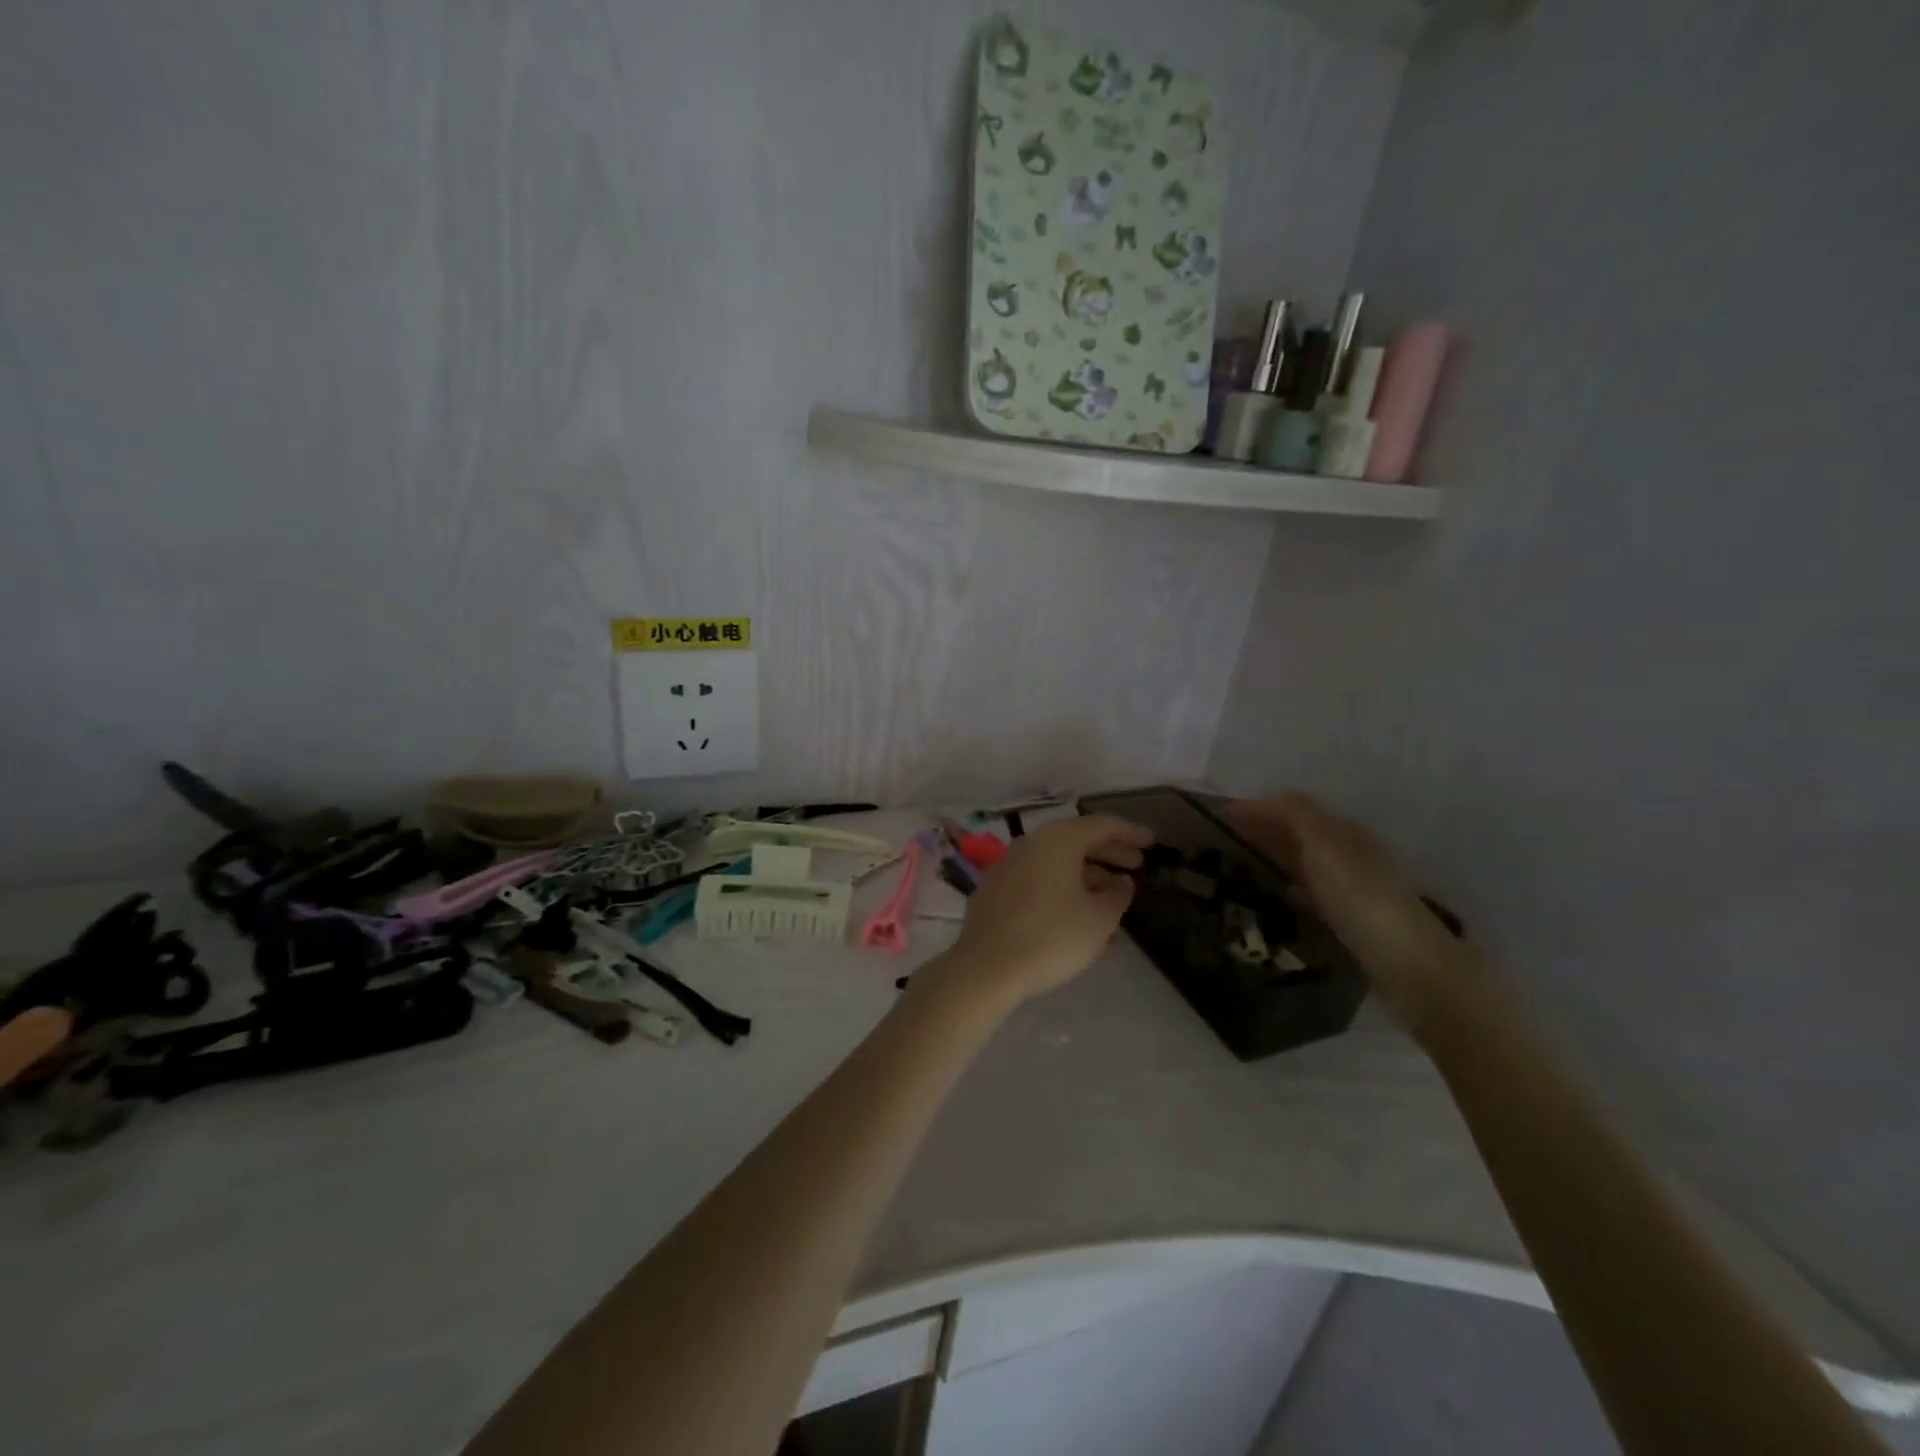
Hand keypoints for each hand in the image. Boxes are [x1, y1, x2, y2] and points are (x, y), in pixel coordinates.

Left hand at [942, 814, 1153, 1010]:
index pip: (1101, 826)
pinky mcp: (995, 894)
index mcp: (1058, 840)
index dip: (1130, 832)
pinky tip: (1080, 924)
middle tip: (1136, 866)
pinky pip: (1039, 885)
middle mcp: (1031, 845)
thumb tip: (1121, 882)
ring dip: (1088, 881)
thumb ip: (1118, 895)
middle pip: (1077, 842)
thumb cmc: (1052, 936)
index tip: (1151, 841)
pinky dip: (1063, 895)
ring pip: (1057, 866)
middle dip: (1109, 854)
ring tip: (1115, 905)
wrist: (987, 967)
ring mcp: (1008, 868)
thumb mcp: (1099, 918)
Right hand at [1227, 793, 1486, 1033]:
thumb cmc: (1363, 901)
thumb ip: (1296, 816)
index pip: (1294, 808)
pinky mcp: (1354, 922)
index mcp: (1345, 833)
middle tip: (1221, 837)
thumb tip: (1265, 799)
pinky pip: (1312, 891)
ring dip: (1276, 855)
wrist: (1412, 969)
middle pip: (1301, 833)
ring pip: (1306, 861)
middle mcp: (1352, 855)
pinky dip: (1289, 883)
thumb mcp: (1325, 847)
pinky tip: (1276, 896)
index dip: (1258, 808)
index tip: (1218, 815)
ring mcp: (1355, 890)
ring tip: (1239, 862)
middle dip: (1265, 829)